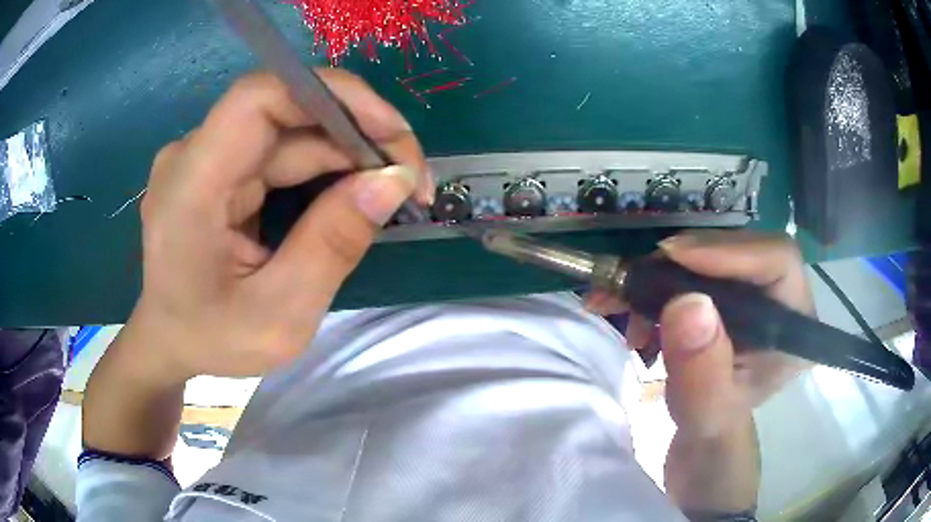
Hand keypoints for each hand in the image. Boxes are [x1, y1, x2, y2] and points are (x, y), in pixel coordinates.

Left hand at [127, 70, 431, 380]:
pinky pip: (281, 151)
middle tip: (410, 179)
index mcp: (191, 185)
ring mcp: (206, 158)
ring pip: (290, 131)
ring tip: (391, 192)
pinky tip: (352, 195)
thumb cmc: (212, 339)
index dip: (331, 95)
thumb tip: (393, 181)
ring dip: (346, 154)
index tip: (391, 133)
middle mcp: (194, 155)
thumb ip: (332, 246)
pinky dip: (324, 167)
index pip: (259, 97)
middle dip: (357, 135)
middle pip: (286, 111)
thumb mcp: (279, 315)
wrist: (169, 343)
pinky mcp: (220, 168)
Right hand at [586, 230, 813, 437]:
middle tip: (641, 277)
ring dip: (670, 268)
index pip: (778, 260)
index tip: (674, 257)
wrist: (706, 421)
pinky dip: (665, 275)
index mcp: (796, 325)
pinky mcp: (736, 283)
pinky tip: (642, 303)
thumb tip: (688, 303)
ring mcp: (760, 285)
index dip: (731, 251)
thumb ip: (701, 367)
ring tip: (632, 299)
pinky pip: (702, 260)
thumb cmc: (712, 421)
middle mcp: (784, 294)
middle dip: (689, 258)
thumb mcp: (704, 408)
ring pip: (719, 249)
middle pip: (744, 247)